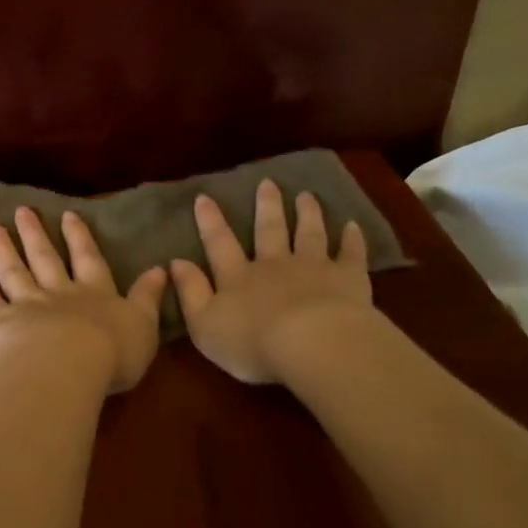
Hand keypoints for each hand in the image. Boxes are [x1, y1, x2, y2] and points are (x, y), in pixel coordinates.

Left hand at [0, 207, 168, 394]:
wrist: (66, 367)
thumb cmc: (112, 352)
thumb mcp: (144, 326)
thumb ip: (148, 298)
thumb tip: (161, 269)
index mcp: (95, 294)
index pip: (87, 259)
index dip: (79, 237)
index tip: (67, 214)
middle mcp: (58, 293)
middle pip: (45, 258)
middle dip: (35, 234)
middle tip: (23, 210)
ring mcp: (25, 304)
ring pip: (14, 271)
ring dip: (5, 249)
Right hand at [169, 180, 377, 384]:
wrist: (312, 344)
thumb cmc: (252, 342)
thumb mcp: (204, 324)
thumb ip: (191, 292)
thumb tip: (175, 262)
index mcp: (238, 278)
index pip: (219, 244)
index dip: (210, 221)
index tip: (204, 197)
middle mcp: (274, 264)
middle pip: (269, 230)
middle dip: (266, 206)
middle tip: (267, 183)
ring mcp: (313, 267)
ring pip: (309, 234)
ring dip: (307, 214)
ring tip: (306, 196)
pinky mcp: (347, 278)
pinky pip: (350, 254)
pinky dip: (352, 239)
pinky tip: (352, 226)